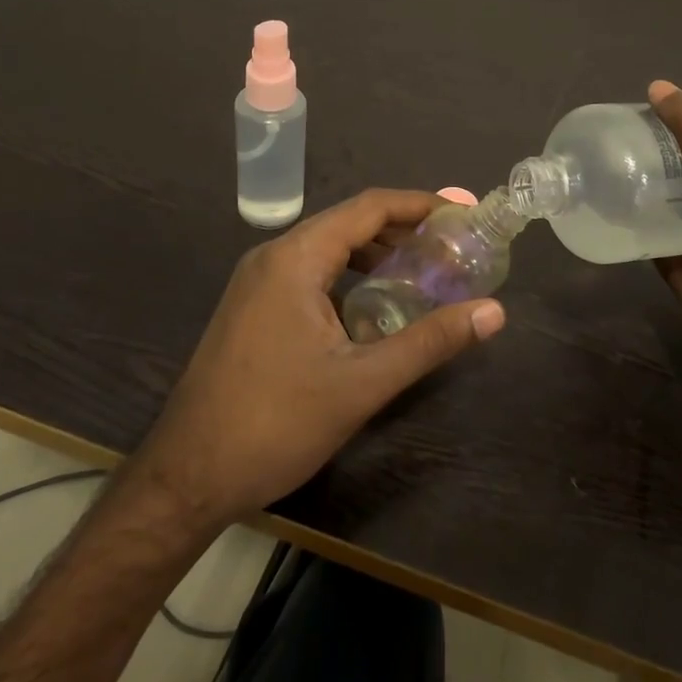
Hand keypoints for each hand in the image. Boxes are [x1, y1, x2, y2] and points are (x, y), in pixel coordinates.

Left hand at [131, 189, 505, 528]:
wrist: (188, 476)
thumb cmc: (275, 423)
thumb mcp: (362, 383)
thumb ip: (429, 341)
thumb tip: (494, 312)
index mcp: (295, 258)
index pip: (369, 208)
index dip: (420, 205)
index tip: (463, 214)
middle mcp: (273, 256)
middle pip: (349, 222)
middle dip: (403, 229)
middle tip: (452, 246)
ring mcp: (257, 282)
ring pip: (328, 248)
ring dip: (376, 252)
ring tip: (423, 270)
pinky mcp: (252, 307)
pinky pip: (310, 272)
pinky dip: (349, 275)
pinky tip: (374, 303)